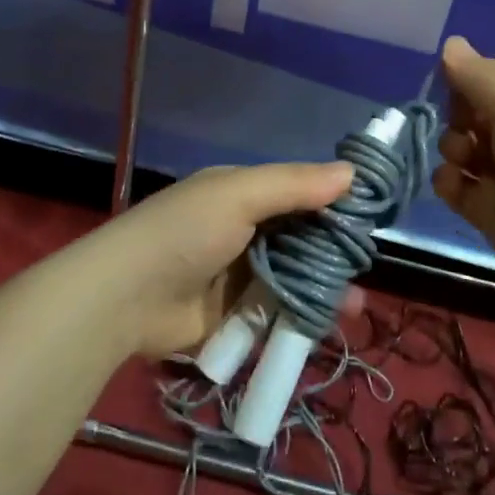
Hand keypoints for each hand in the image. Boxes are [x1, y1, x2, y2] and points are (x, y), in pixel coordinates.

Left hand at [89, 161, 353, 357]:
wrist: (124, 298)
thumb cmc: (184, 233)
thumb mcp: (238, 195)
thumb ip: (294, 184)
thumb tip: (352, 172)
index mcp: (241, 194)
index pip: (298, 192)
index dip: (333, 203)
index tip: (370, 218)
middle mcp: (243, 230)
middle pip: (300, 238)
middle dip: (333, 253)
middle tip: (365, 268)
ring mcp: (238, 275)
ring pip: (293, 277)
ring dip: (324, 288)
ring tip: (356, 306)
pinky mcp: (234, 316)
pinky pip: (277, 312)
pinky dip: (302, 316)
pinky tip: (329, 323)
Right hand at [432, 36, 494, 292]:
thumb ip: (478, 75)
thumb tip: (450, 42)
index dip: (469, 77)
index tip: (450, 83)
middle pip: (473, 110)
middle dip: (460, 116)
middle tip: (465, 126)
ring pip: (460, 145)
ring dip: (453, 148)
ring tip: (464, 160)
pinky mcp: (488, 206)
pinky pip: (455, 183)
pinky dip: (450, 182)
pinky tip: (456, 185)